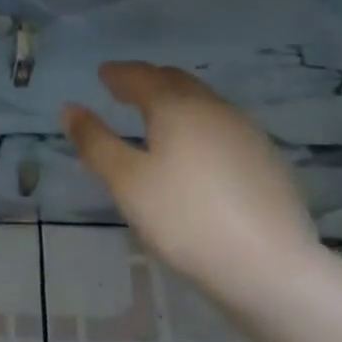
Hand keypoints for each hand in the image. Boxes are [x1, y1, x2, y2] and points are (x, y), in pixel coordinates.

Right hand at [63, 62, 319, 294]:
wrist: (271, 267)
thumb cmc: (185, 219)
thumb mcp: (126, 182)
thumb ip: (96, 142)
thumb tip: (70, 108)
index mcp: (177, 106)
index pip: (142, 76)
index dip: (119, 74)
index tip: (103, 73)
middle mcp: (214, 108)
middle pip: (177, 82)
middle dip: (148, 80)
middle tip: (127, 88)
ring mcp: (247, 133)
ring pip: (204, 104)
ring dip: (176, 102)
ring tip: (158, 117)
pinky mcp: (268, 161)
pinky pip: (223, 128)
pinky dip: (199, 126)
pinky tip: (197, 151)